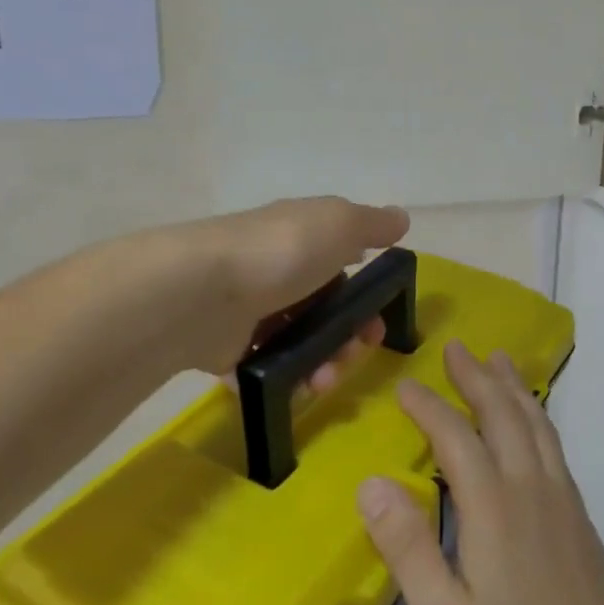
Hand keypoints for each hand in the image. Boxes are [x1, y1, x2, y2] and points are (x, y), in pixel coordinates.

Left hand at [174, 197, 410, 382]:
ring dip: (321, 364)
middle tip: (352, 357)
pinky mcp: (226, 346)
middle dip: (347, 339)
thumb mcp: (339, 223)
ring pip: (299, 343)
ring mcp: (249, 308)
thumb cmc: (283, 251)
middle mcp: (276, 270)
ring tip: (320, 381)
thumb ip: (372, 223)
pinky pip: (265, 368)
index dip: (365, 295)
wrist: (202, 291)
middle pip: (323, 310)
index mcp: (302, 237)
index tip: (379, 321)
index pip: (341, 263)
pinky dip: (283, 380)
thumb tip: (401, 217)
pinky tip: (293, 387)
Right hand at [359, 343, 603, 604]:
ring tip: (499, 359)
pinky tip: (534, 423)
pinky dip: (538, 418)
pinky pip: (555, 447)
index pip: (455, 437)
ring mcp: (562, 501)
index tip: (405, 384)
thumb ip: (407, 547)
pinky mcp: (581, 520)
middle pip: (503, 414)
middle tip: (457, 347)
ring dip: (514, 387)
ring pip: (536, 424)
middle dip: (477, 377)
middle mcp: (530, 488)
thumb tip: (371, 482)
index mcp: (492, 507)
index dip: (429, 406)